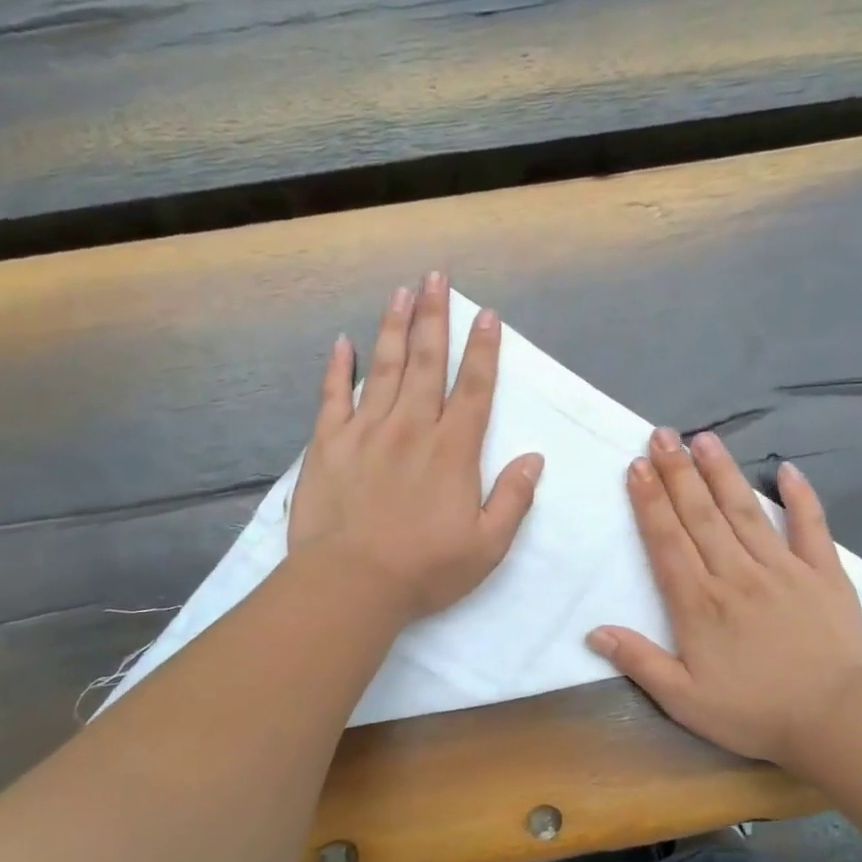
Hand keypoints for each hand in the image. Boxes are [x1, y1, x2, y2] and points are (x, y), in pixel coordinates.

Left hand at [289, 271, 544, 624]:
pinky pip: (333, 396)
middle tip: (437, 277)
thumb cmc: (424, 570)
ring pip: (383, 368)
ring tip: (402, 292)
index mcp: (453, 451)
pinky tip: (342, 342)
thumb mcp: (487, 547)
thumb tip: (534, 459)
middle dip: (435, 317)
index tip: (487, 316)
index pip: (474, 389)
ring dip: (394, 327)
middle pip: (426, 362)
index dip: (483, 350)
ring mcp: (365, 431)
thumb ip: (513, 499)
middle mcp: (411, 428)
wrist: (351, 584)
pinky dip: (338, 368)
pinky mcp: (327, 444)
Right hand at [587, 428, 861, 769]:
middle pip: (701, 515)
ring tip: (704, 439)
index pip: (667, 541)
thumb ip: (639, 662)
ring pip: (745, 511)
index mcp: (699, 602)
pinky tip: (787, 469)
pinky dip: (801, 497)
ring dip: (722, 473)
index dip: (650, 501)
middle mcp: (736, 574)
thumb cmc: (754, 713)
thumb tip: (594, 631)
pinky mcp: (824, 574)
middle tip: (662, 434)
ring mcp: (783, 568)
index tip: (637, 466)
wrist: (836, 721)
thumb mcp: (684, 701)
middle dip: (678, 472)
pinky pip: (811, 527)